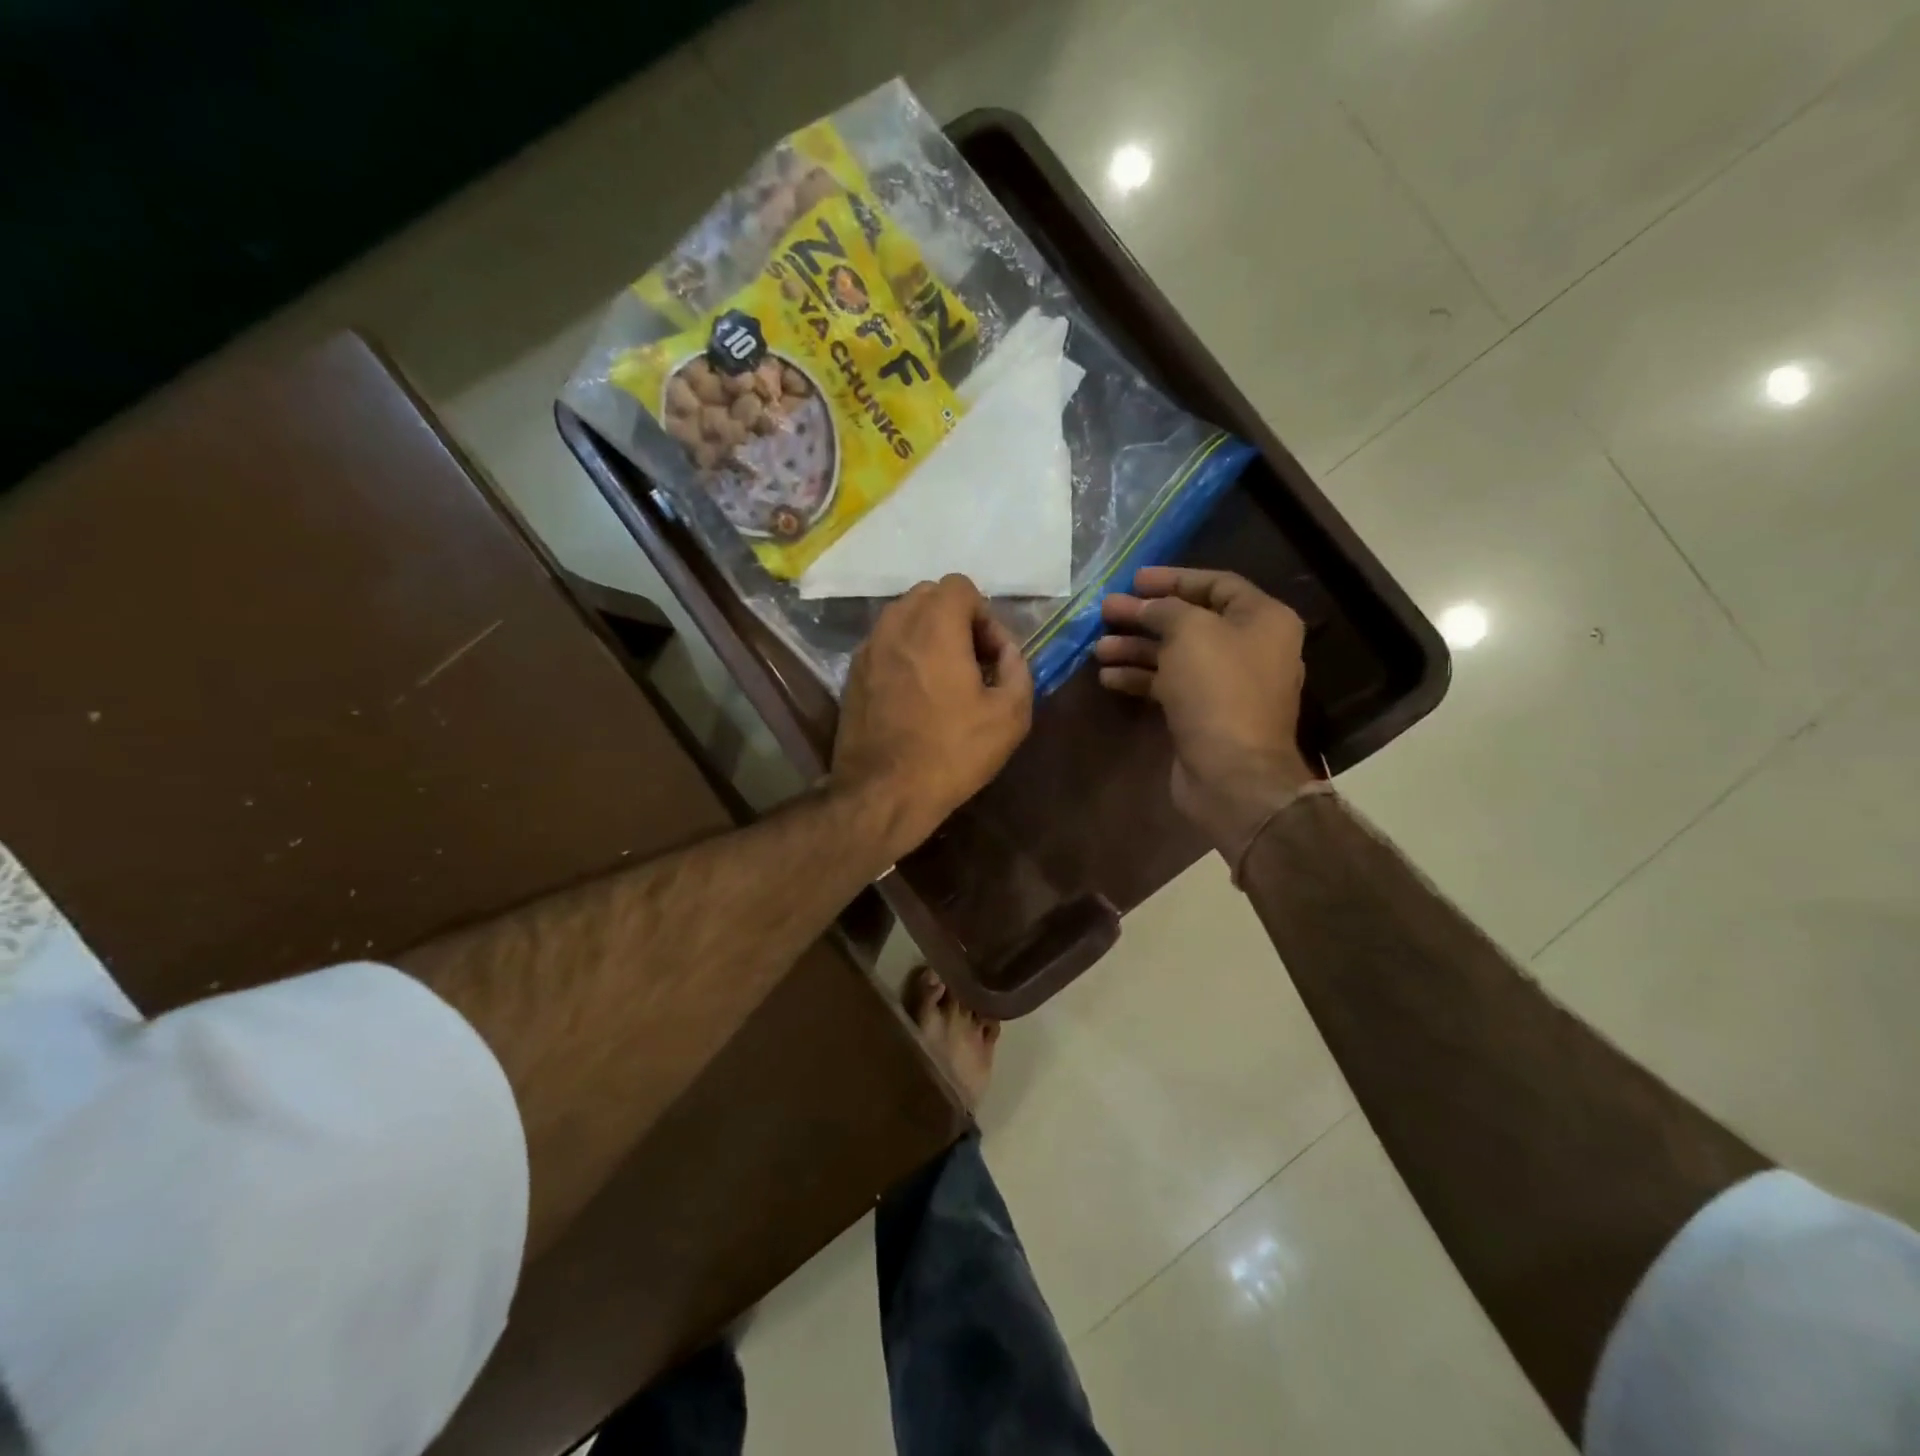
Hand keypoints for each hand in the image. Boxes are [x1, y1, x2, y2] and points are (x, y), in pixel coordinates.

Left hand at [833, 574, 1033, 860]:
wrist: (883, 794)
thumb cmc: (952, 752)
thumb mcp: (1010, 716)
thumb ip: (1018, 669)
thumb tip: (1006, 652)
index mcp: (934, 627)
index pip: (960, 586)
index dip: (983, 615)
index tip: (990, 656)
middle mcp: (895, 626)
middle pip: (928, 596)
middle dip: (955, 620)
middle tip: (971, 663)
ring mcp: (867, 650)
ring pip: (902, 619)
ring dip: (928, 636)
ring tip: (943, 680)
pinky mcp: (852, 675)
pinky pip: (885, 645)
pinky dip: (904, 655)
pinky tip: (916, 696)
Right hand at [1096, 567, 1316, 857]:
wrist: (1231, 772)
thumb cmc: (1218, 689)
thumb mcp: (1190, 631)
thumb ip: (1165, 609)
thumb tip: (1146, 606)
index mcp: (1263, 619)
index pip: (1216, 584)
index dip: (1173, 579)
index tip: (1133, 580)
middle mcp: (1250, 648)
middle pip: (1191, 621)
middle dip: (1146, 616)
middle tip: (1106, 611)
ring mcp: (1227, 685)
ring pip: (1176, 655)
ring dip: (1136, 648)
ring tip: (1099, 648)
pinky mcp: (1205, 714)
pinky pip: (1170, 685)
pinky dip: (1141, 678)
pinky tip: (1109, 677)